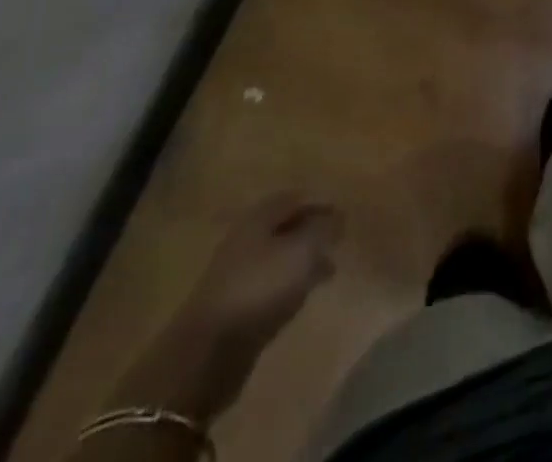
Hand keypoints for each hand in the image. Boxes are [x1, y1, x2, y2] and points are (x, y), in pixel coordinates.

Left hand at [181, 192, 342, 346]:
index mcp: (258, 218)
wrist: (206, 353)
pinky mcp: (235, 307)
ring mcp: (237, 274)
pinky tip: (302, 296)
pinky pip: (269, 284)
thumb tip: (338, 217)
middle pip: (285, 226)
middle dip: (313, 231)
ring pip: (278, 256)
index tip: (344, 215)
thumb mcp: (301, 252)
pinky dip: (290, 284)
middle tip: (338, 241)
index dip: (321, 202)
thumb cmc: (259, 288)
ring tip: (328, 270)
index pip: (295, 198)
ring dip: (303, 260)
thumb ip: (323, 230)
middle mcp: (245, 239)